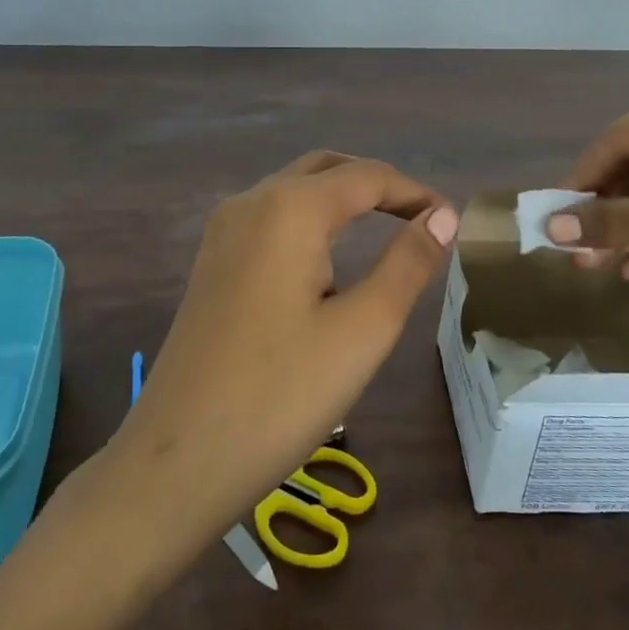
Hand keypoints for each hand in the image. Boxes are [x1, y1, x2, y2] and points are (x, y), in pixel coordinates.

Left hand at [106, 152, 457, 559]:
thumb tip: (442, 216)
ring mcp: (223, 232)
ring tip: (386, 229)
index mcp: (290, 209)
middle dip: (377, 184)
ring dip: (342, 197)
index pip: (367, 176)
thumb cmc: (280, 395)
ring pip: (294, 189)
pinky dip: (310, 218)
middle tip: (421, 218)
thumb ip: (408, 263)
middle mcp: (251, 203)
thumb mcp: (363, 330)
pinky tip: (327, 256)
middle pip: (326, 169)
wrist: (177, 460)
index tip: (452, 221)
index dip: (415, 192)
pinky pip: (270, 217)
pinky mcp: (211, 263)